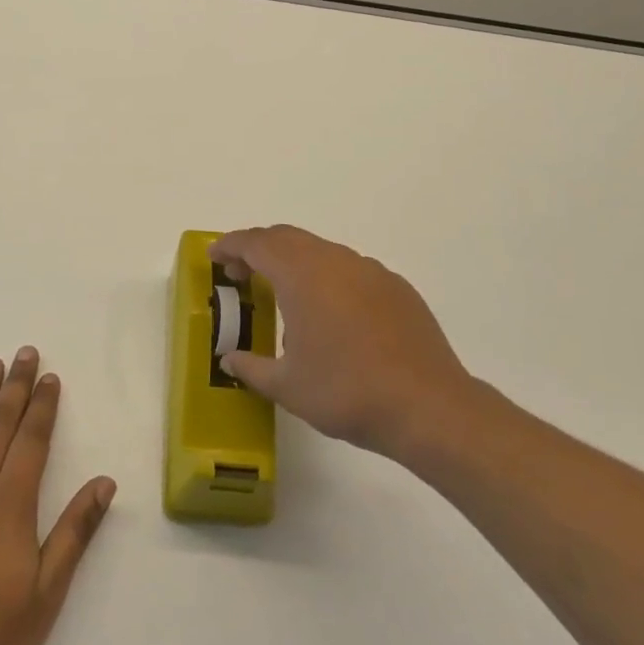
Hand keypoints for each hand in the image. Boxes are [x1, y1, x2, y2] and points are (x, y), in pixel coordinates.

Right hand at [211, 225, 475, 461]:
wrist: (429, 407)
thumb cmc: (347, 392)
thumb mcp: (287, 387)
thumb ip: (252, 368)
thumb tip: (229, 360)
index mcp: (302, 275)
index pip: (257, 244)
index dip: (231, 246)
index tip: (214, 257)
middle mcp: (335, 260)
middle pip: (288, 238)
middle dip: (259, 249)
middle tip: (241, 274)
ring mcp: (370, 270)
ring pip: (321, 251)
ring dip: (294, 262)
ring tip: (284, 296)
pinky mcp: (396, 287)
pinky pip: (350, 269)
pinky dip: (327, 277)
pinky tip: (331, 314)